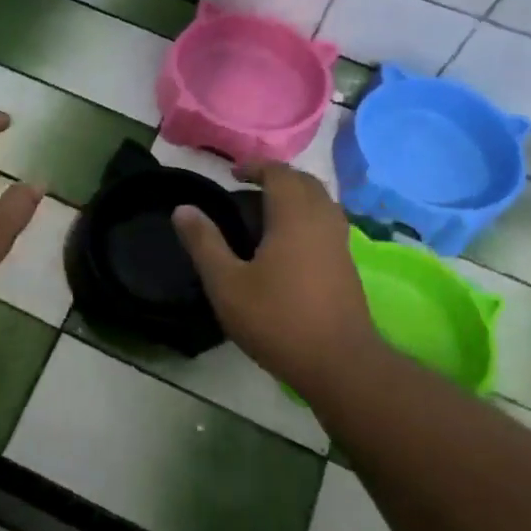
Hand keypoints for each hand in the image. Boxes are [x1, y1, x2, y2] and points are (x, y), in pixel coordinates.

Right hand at [172, 162, 376, 392]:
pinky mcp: (346, 265)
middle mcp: (323, 220)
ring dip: (295, 197)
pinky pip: (326, 223)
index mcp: (294, 217)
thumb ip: (204, 243)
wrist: (338, 362)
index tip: (232, 174)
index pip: (279, 173)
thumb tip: (183, 208)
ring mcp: (340, 243)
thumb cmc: (276, 319)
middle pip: (305, 182)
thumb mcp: (226, 283)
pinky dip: (306, 217)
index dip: (256, 167)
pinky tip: (286, 244)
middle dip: (278, 178)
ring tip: (265, 213)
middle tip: (248, 189)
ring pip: (321, 203)